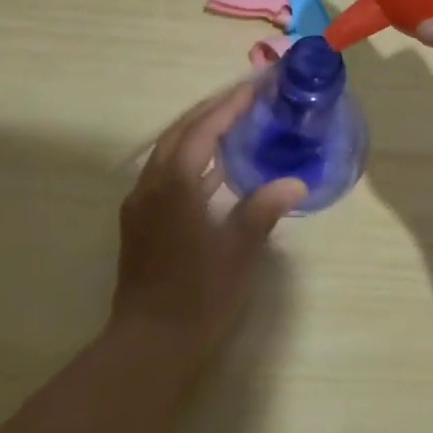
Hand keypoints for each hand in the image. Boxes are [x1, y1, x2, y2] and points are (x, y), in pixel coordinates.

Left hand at [110, 84, 306, 356]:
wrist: (149, 344)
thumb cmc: (198, 297)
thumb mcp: (238, 253)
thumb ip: (263, 211)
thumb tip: (294, 183)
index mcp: (174, 185)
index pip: (203, 130)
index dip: (229, 107)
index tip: (256, 88)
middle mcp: (150, 186)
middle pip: (179, 133)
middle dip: (211, 112)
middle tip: (246, 99)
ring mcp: (140, 205)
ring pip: (168, 153)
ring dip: (198, 134)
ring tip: (234, 125)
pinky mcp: (139, 223)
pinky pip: (165, 175)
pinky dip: (189, 161)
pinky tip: (214, 172)